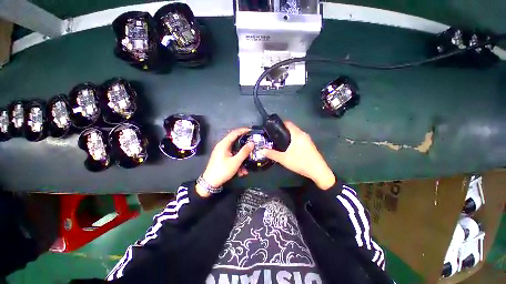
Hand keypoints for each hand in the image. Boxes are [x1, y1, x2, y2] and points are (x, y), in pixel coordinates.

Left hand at [198, 128, 253, 195]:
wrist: (210, 182)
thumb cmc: (222, 170)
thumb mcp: (235, 162)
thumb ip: (244, 152)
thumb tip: (252, 143)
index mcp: (223, 144)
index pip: (234, 133)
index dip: (243, 130)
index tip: (251, 130)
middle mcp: (222, 146)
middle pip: (235, 143)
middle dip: (244, 148)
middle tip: (253, 147)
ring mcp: (221, 153)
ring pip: (234, 153)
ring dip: (241, 160)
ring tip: (246, 169)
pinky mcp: (221, 159)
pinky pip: (231, 158)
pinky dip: (237, 163)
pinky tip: (240, 172)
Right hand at [260, 121, 335, 189]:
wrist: (318, 171)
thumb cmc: (301, 162)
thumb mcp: (284, 159)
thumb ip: (272, 154)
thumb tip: (261, 150)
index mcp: (297, 134)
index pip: (288, 123)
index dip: (279, 124)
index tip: (271, 128)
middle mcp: (303, 134)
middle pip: (292, 129)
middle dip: (282, 132)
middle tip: (272, 137)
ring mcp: (308, 140)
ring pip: (296, 135)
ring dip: (288, 137)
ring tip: (279, 143)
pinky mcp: (310, 146)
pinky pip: (300, 140)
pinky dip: (294, 142)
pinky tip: (289, 149)